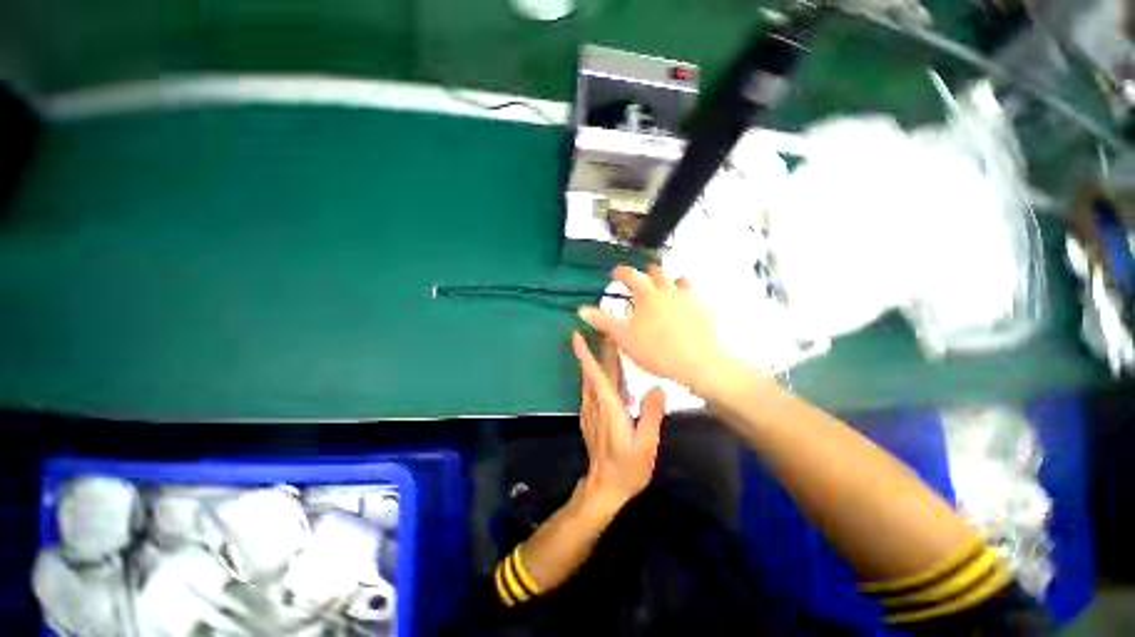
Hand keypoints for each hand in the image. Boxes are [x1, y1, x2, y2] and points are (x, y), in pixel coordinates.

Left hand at [572, 331, 664, 512]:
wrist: (604, 488)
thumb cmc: (627, 468)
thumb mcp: (646, 444)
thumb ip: (651, 415)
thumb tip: (656, 387)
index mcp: (608, 407)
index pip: (595, 374)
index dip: (585, 354)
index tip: (576, 335)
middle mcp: (595, 404)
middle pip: (594, 372)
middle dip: (597, 350)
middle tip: (604, 330)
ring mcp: (590, 411)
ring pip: (591, 380)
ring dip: (597, 361)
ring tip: (608, 346)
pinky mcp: (590, 417)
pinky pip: (592, 390)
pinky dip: (598, 376)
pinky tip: (610, 375)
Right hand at [578, 265, 727, 393]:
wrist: (698, 363)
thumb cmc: (655, 350)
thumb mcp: (623, 337)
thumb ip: (603, 321)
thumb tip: (582, 310)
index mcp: (647, 294)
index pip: (631, 274)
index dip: (620, 272)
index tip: (614, 274)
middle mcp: (669, 290)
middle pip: (657, 272)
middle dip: (646, 273)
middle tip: (640, 282)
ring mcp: (689, 298)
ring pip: (680, 280)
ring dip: (670, 281)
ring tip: (664, 291)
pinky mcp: (703, 310)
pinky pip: (694, 296)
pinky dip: (686, 297)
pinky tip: (684, 309)